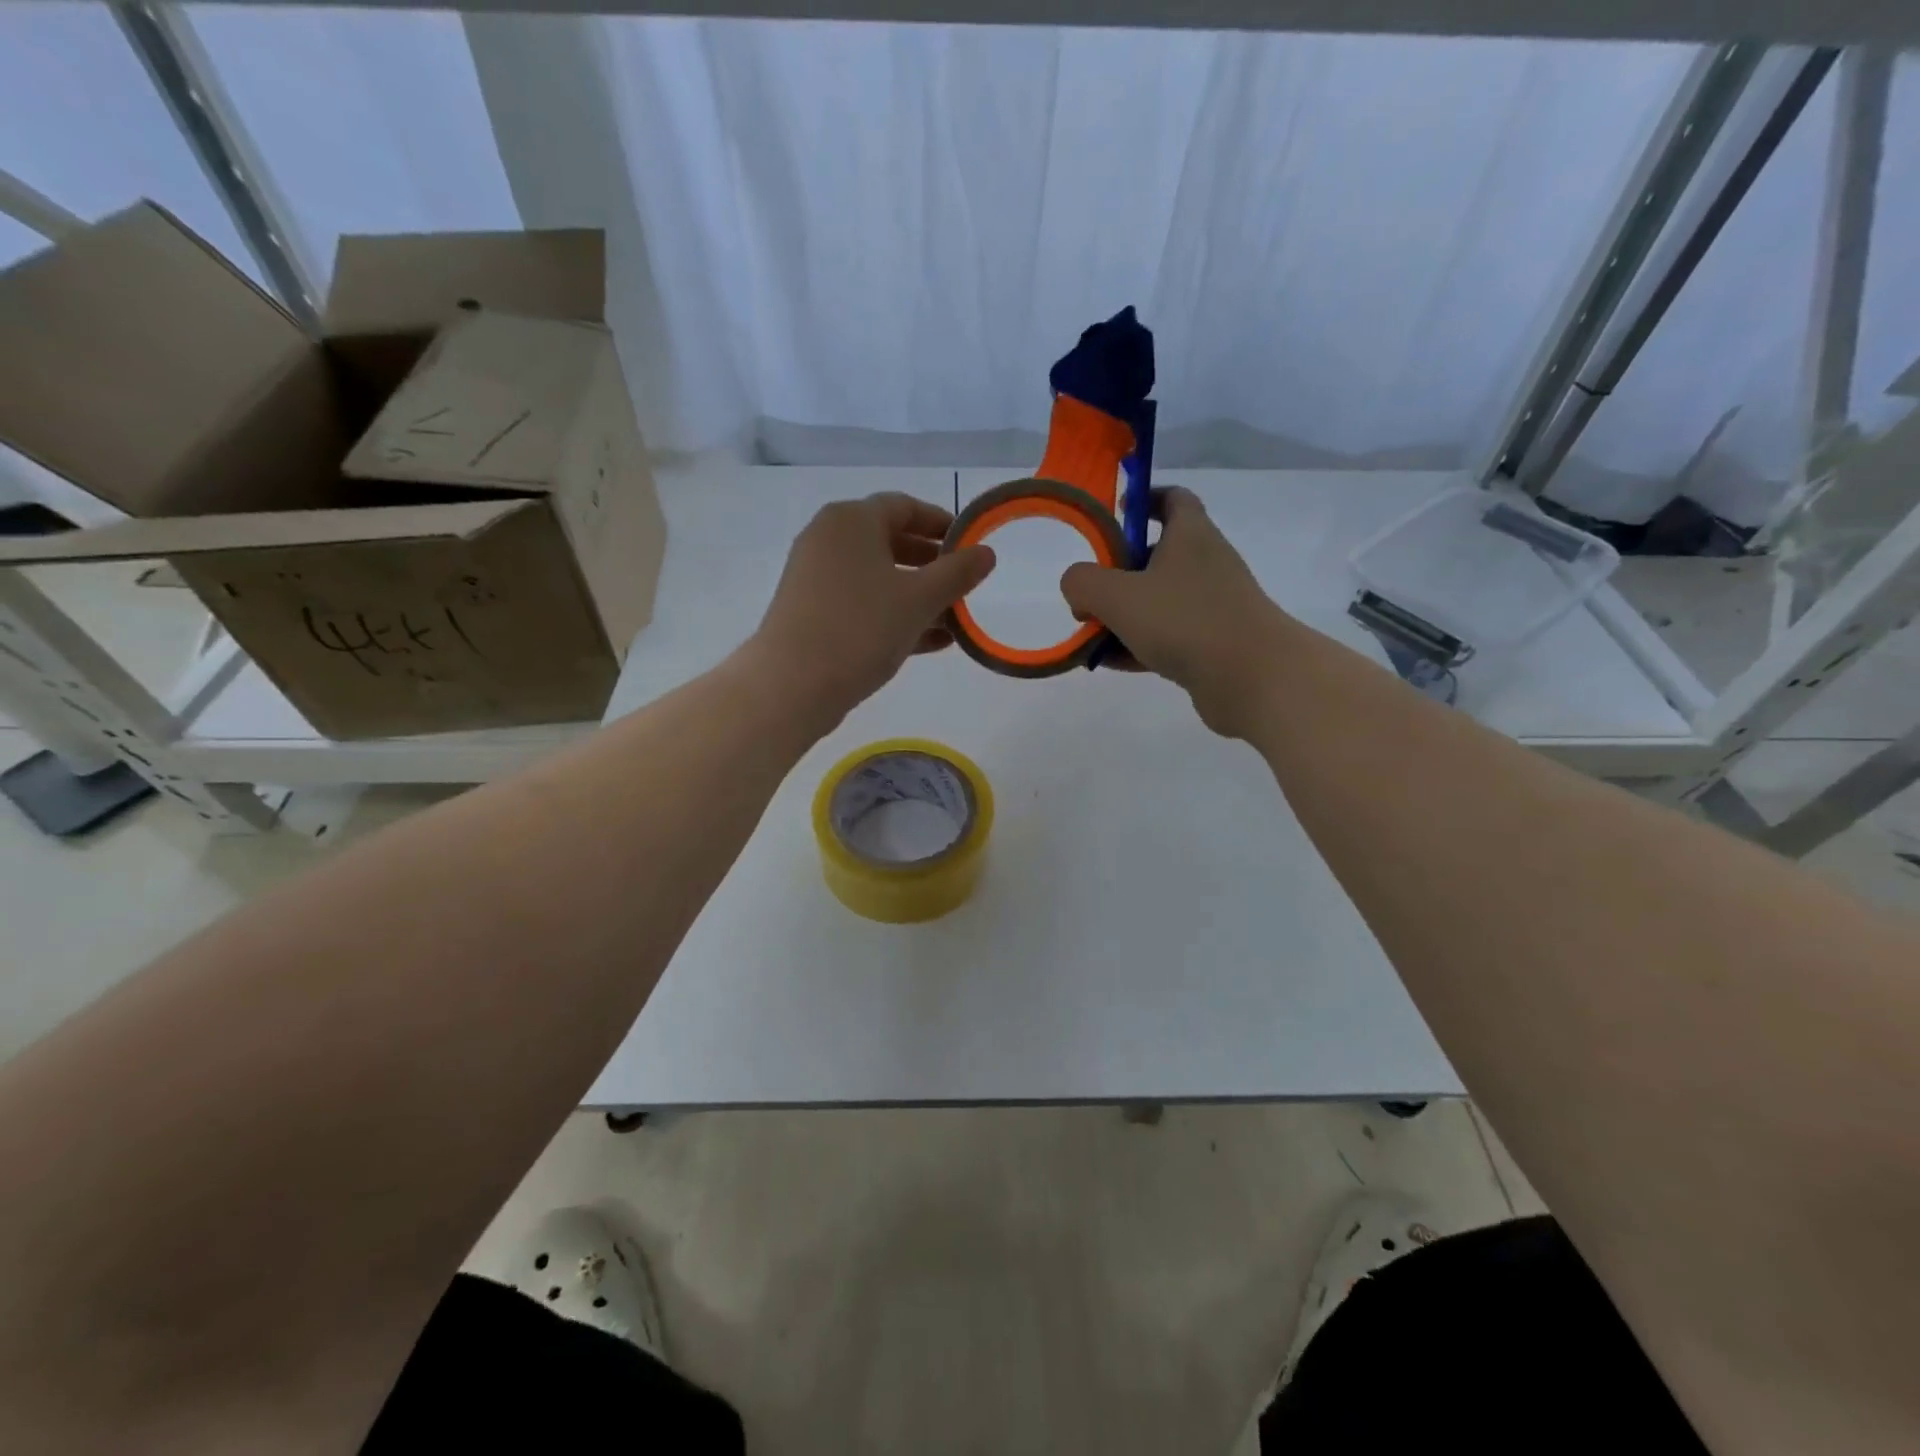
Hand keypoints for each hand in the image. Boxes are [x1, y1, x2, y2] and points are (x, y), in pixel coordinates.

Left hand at [751, 493, 995, 724]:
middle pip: (890, 541)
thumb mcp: (919, 599)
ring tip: (953, 621)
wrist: (792, 685)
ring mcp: (816, 577)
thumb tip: (986, 553)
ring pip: (878, 577)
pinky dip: (894, 615)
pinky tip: (930, 642)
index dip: (942, 523)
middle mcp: (828, 539)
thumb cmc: (861, 628)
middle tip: (964, 586)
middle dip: (931, 564)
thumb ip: (957, 573)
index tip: (971, 546)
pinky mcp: (811, 612)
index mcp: (852, 520)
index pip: (905, 506)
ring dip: (917, 595)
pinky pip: (862, 603)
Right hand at [1061, 487, 1289, 736]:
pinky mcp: (1213, 644)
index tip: (1116, 513)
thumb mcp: (1117, 596)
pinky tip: (1109, 662)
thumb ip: (1083, 582)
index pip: (1172, 499)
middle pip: (1157, 555)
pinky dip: (1138, 645)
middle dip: (1118, 572)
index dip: (1144, 500)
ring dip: (1123, 615)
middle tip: (1088, 592)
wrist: (1253, 677)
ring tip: (1089, 636)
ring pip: (1159, 602)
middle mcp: (1205, 564)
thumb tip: (1077, 586)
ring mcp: (1212, 606)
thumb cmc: (1185, 620)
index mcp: (1191, 536)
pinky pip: (1167, 637)